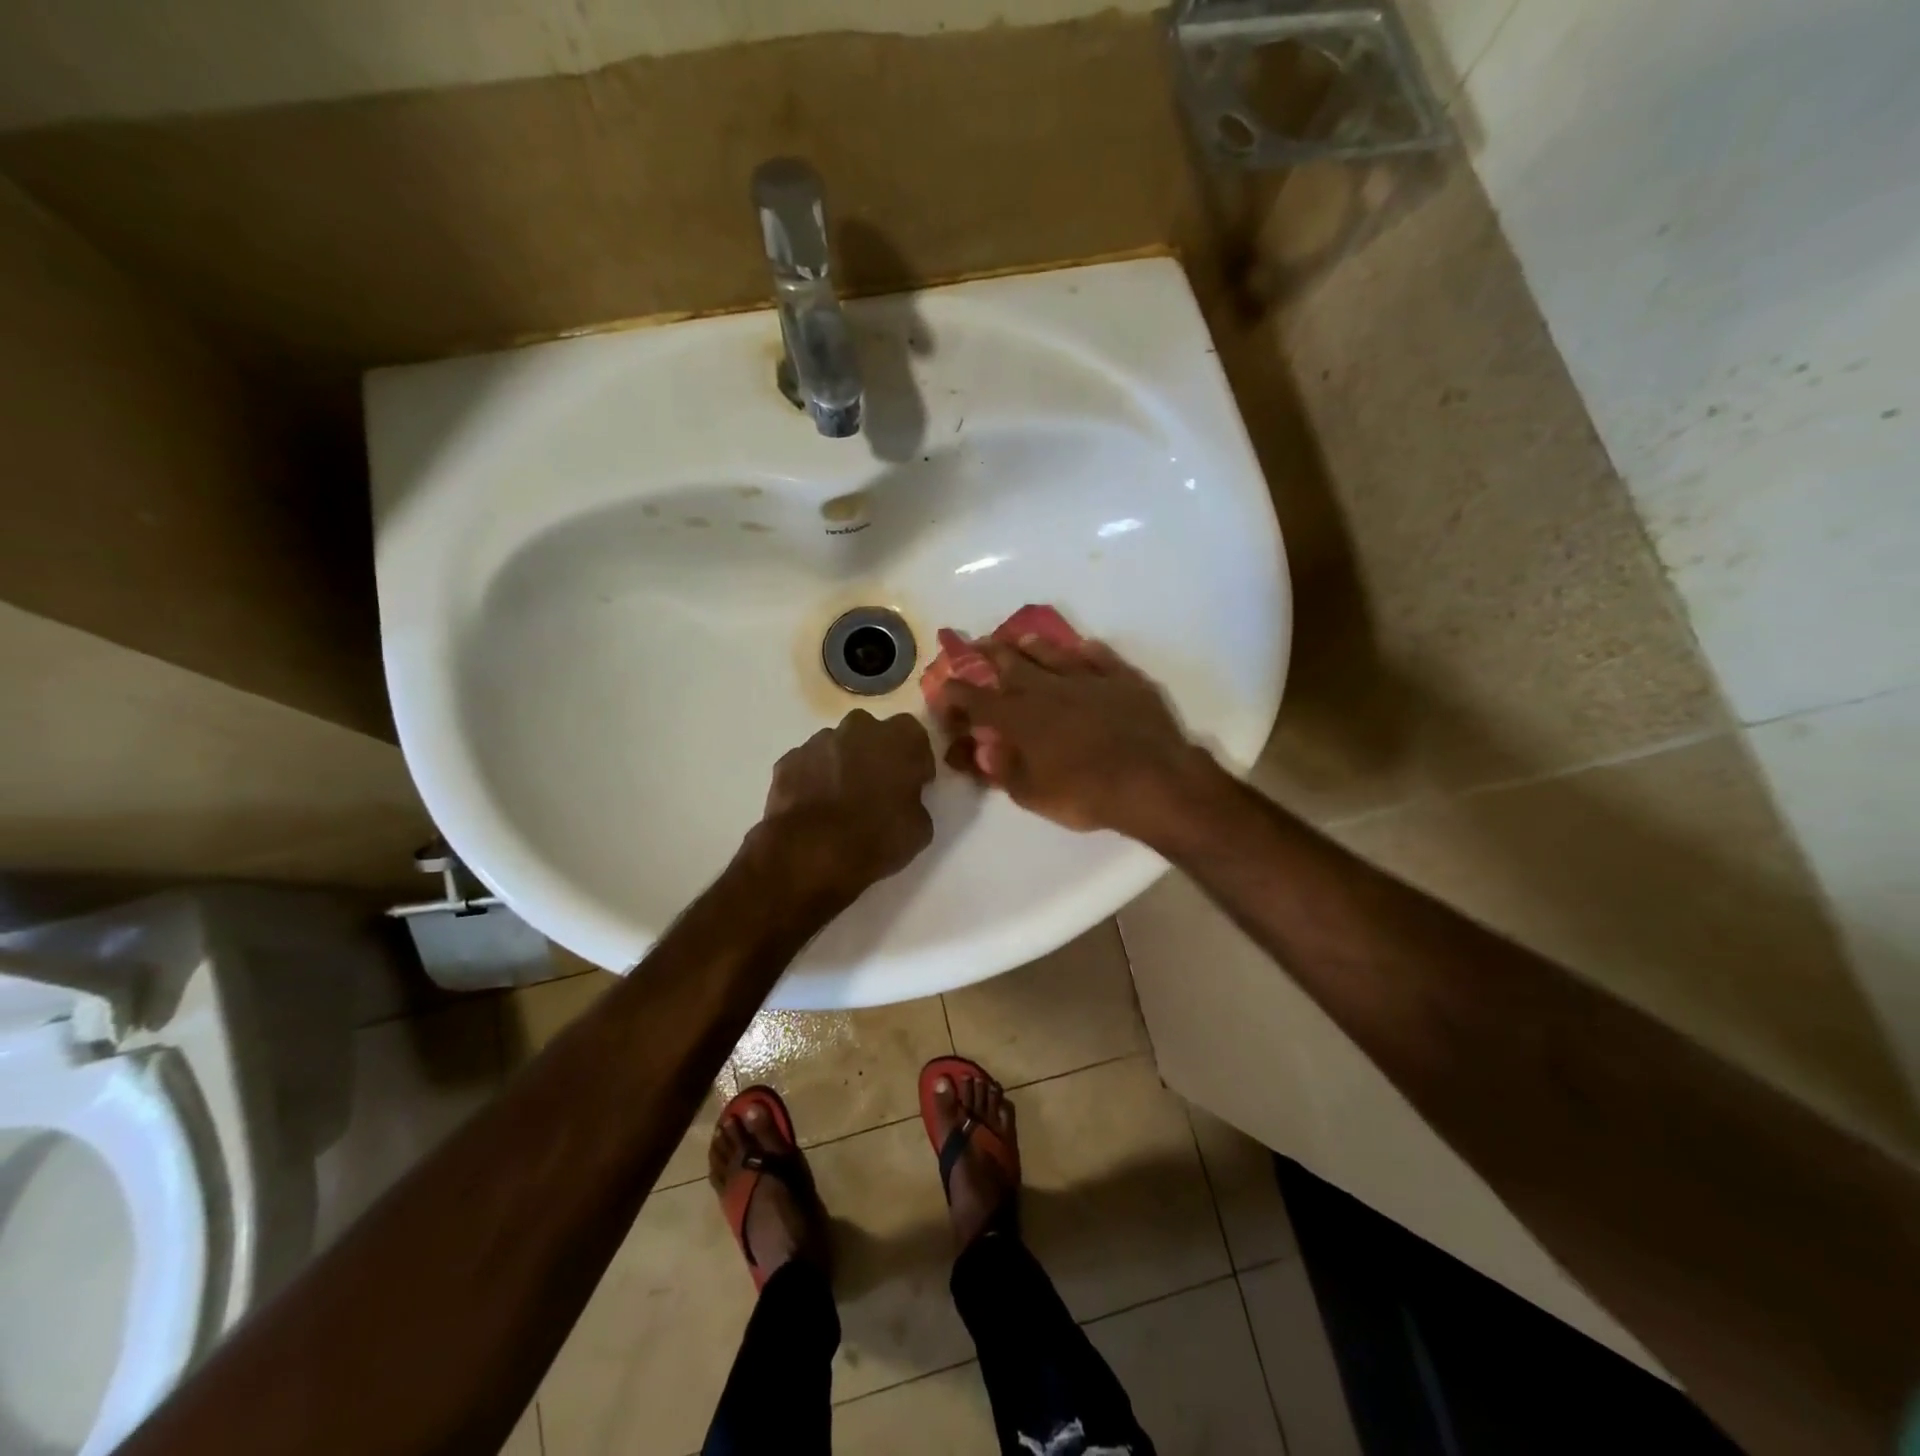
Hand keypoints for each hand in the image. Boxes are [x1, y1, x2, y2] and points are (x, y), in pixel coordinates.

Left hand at [755, 709, 936, 902]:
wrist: (811, 853)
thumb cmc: (876, 838)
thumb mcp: (920, 829)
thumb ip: (915, 801)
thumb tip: (905, 800)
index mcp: (899, 738)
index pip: (914, 737)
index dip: (915, 761)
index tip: (914, 784)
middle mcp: (859, 728)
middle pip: (873, 734)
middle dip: (876, 755)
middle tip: (877, 788)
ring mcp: (819, 741)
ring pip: (838, 747)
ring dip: (843, 765)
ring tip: (841, 801)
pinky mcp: (788, 760)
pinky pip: (809, 764)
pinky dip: (813, 779)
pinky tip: (815, 807)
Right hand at [931, 634, 1216, 836]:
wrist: (1152, 780)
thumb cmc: (1086, 794)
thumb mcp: (1033, 795)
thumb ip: (1004, 770)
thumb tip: (985, 751)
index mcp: (1020, 717)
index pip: (977, 699)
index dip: (956, 693)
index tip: (943, 688)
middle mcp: (1048, 689)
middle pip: (1011, 664)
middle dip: (988, 654)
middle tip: (976, 645)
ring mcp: (1087, 679)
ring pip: (1052, 653)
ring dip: (1032, 646)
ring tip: (1019, 639)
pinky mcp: (1123, 679)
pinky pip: (1100, 657)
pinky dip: (1087, 651)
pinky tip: (1083, 647)